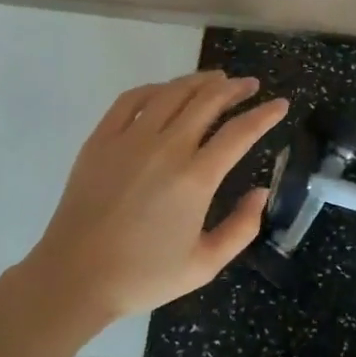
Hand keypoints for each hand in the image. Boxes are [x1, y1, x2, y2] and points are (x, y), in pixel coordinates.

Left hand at [22, 71, 287, 321]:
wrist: (74, 278)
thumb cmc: (143, 276)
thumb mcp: (204, 265)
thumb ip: (242, 228)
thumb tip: (262, 192)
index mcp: (196, 178)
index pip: (240, 132)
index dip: (265, 114)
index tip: (281, 104)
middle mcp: (167, 147)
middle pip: (209, 101)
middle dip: (236, 88)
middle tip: (250, 85)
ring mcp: (131, 138)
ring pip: (174, 92)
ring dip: (200, 81)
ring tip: (217, 79)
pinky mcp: (102, 138)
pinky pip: (133, 99)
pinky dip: (157, 88)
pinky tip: (167, 90)